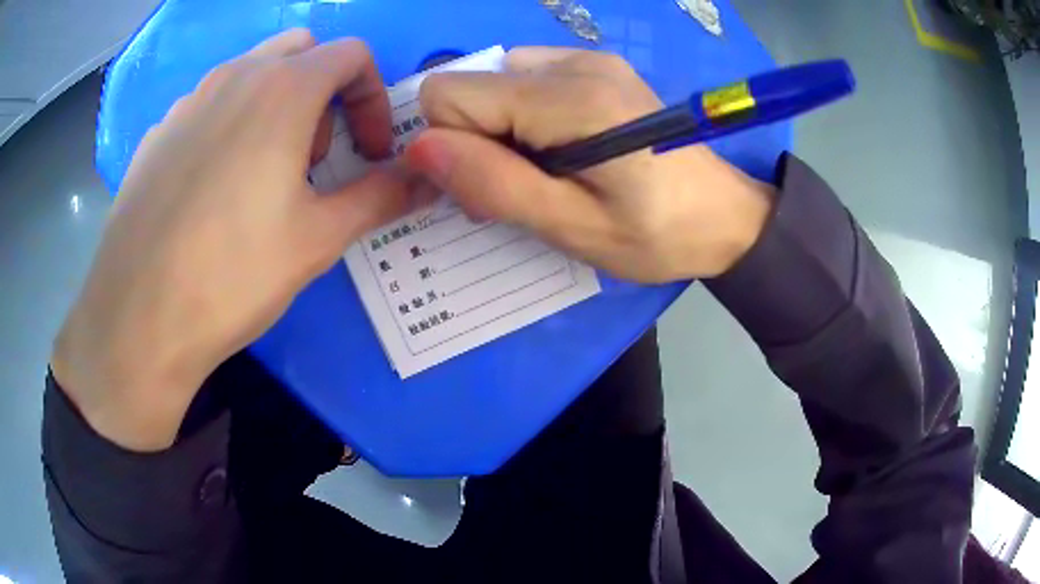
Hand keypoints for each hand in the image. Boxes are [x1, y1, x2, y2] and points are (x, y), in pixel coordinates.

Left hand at [52, 31, 421, 450]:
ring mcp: (188, 102)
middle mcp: (234, 76)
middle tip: (313, 156)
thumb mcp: (319, 239)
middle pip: (301, 51)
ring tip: (263, 174)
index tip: (368, 150)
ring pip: (250, 73)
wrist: (138, 318)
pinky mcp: (158, 134)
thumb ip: (382, 197)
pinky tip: (213, 189)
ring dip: (275, 104)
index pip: (353, 55)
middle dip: (323, 91)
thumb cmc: (232, 274)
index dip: (373, 97)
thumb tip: (428, 181)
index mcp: (282, 89)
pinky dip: (229, 124)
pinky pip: (208, 105)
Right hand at [405, 47, 774, 282]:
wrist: (724, 215)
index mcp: (569, 98)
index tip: (484, 186)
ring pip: (494, 83)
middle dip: (474, 140)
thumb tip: (418, 148)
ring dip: (500, 131)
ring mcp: (587, 58)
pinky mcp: (596, 67)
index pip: (448, 93)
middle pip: (469, 85)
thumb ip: (493, 184)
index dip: (450, 145)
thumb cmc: (657, 234)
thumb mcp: (572, 226)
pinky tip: (562, 148)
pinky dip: (525, 117)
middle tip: (520, 187)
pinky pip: (525, 80)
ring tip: (545, 172)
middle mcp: (572, 62)